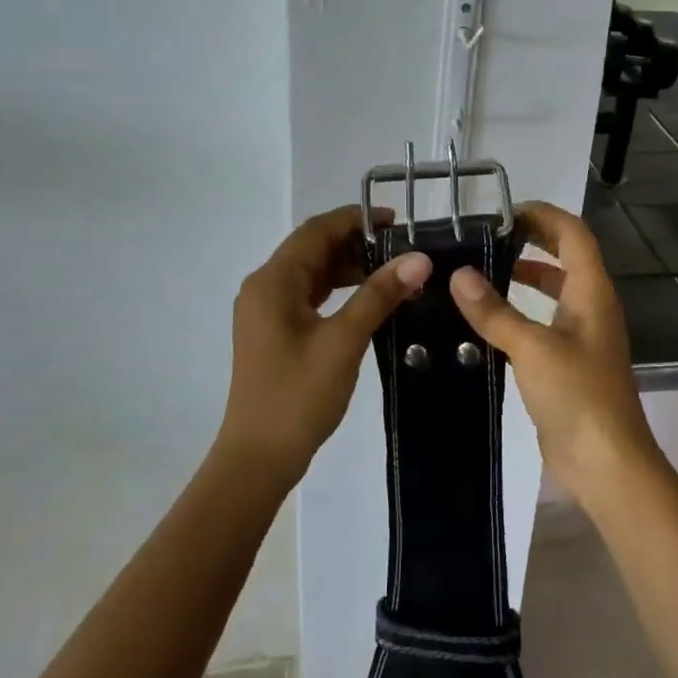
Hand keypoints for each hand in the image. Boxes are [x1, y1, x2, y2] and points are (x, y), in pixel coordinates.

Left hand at [219, 205, 430, 484]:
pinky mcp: (273, 331)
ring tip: (392, 272)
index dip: (356, 219)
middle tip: (402, 249)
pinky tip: (367, 299)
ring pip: (311, 273)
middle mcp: (264, 287)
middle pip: (312, 248)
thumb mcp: (344, 340)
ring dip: (348, 267)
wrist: (258, 457)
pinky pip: (308, 296)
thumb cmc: (298, 395)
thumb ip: (379, 294)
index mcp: (273, 281)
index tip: (398, 222)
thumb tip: (419, 259)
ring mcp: (266, 311)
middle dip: (356, 243)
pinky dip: (337, 290)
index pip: (316, 231)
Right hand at [448, 202, 661, 503]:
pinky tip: (486, 321)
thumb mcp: (531, 348)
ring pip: (555, 292)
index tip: (504, 212)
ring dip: (525, 276)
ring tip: (482, 271)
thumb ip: (494, 311)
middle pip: (566, 257)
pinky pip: (544, 324)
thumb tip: (459, 275)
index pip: (573, 234)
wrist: (606, 462)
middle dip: (533, 241)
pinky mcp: (569, 364)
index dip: (544, 215)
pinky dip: (520, 312)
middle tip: (489, 236)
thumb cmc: (577, 395)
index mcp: (592, 292)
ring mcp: (582, 337)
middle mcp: (591, 307)